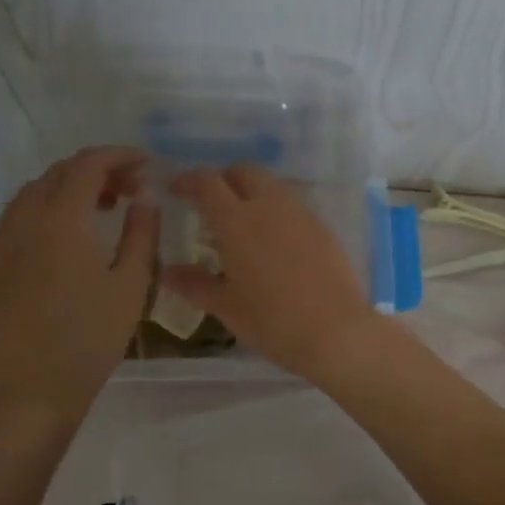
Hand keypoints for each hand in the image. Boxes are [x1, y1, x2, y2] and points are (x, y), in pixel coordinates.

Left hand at [0, 147, 158, 420]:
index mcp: (62, 220)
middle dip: (96, 172)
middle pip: (58, 173)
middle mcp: (22, 220)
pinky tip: (62, 243)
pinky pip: (14, 222)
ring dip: (67, 191)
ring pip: (31, 194)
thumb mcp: (131, 284)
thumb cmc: (91, 338)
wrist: (32, 389)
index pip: (88, 164)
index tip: (145, 165)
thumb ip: (141, 231)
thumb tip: (143, 195)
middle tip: (128, 191)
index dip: (119, 155)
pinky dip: (43, 215)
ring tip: (98, 213)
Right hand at [161, 164, 385, 380]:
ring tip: (243, 223)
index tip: (175, 189)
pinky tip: (275, 241)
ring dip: (252, 192)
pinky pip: (293, 206)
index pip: (207, 182)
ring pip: (272, 185)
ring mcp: (301, 214)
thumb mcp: (227, 307)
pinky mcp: (323, 227)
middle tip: (211, 203)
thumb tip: (167, 272)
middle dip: (224, 178)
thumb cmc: (272, 322)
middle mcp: (269, 206)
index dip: (187, 180)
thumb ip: (195, 284)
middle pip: (244, 171)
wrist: (336, 332)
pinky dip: (276, 211)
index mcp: (237, 221)